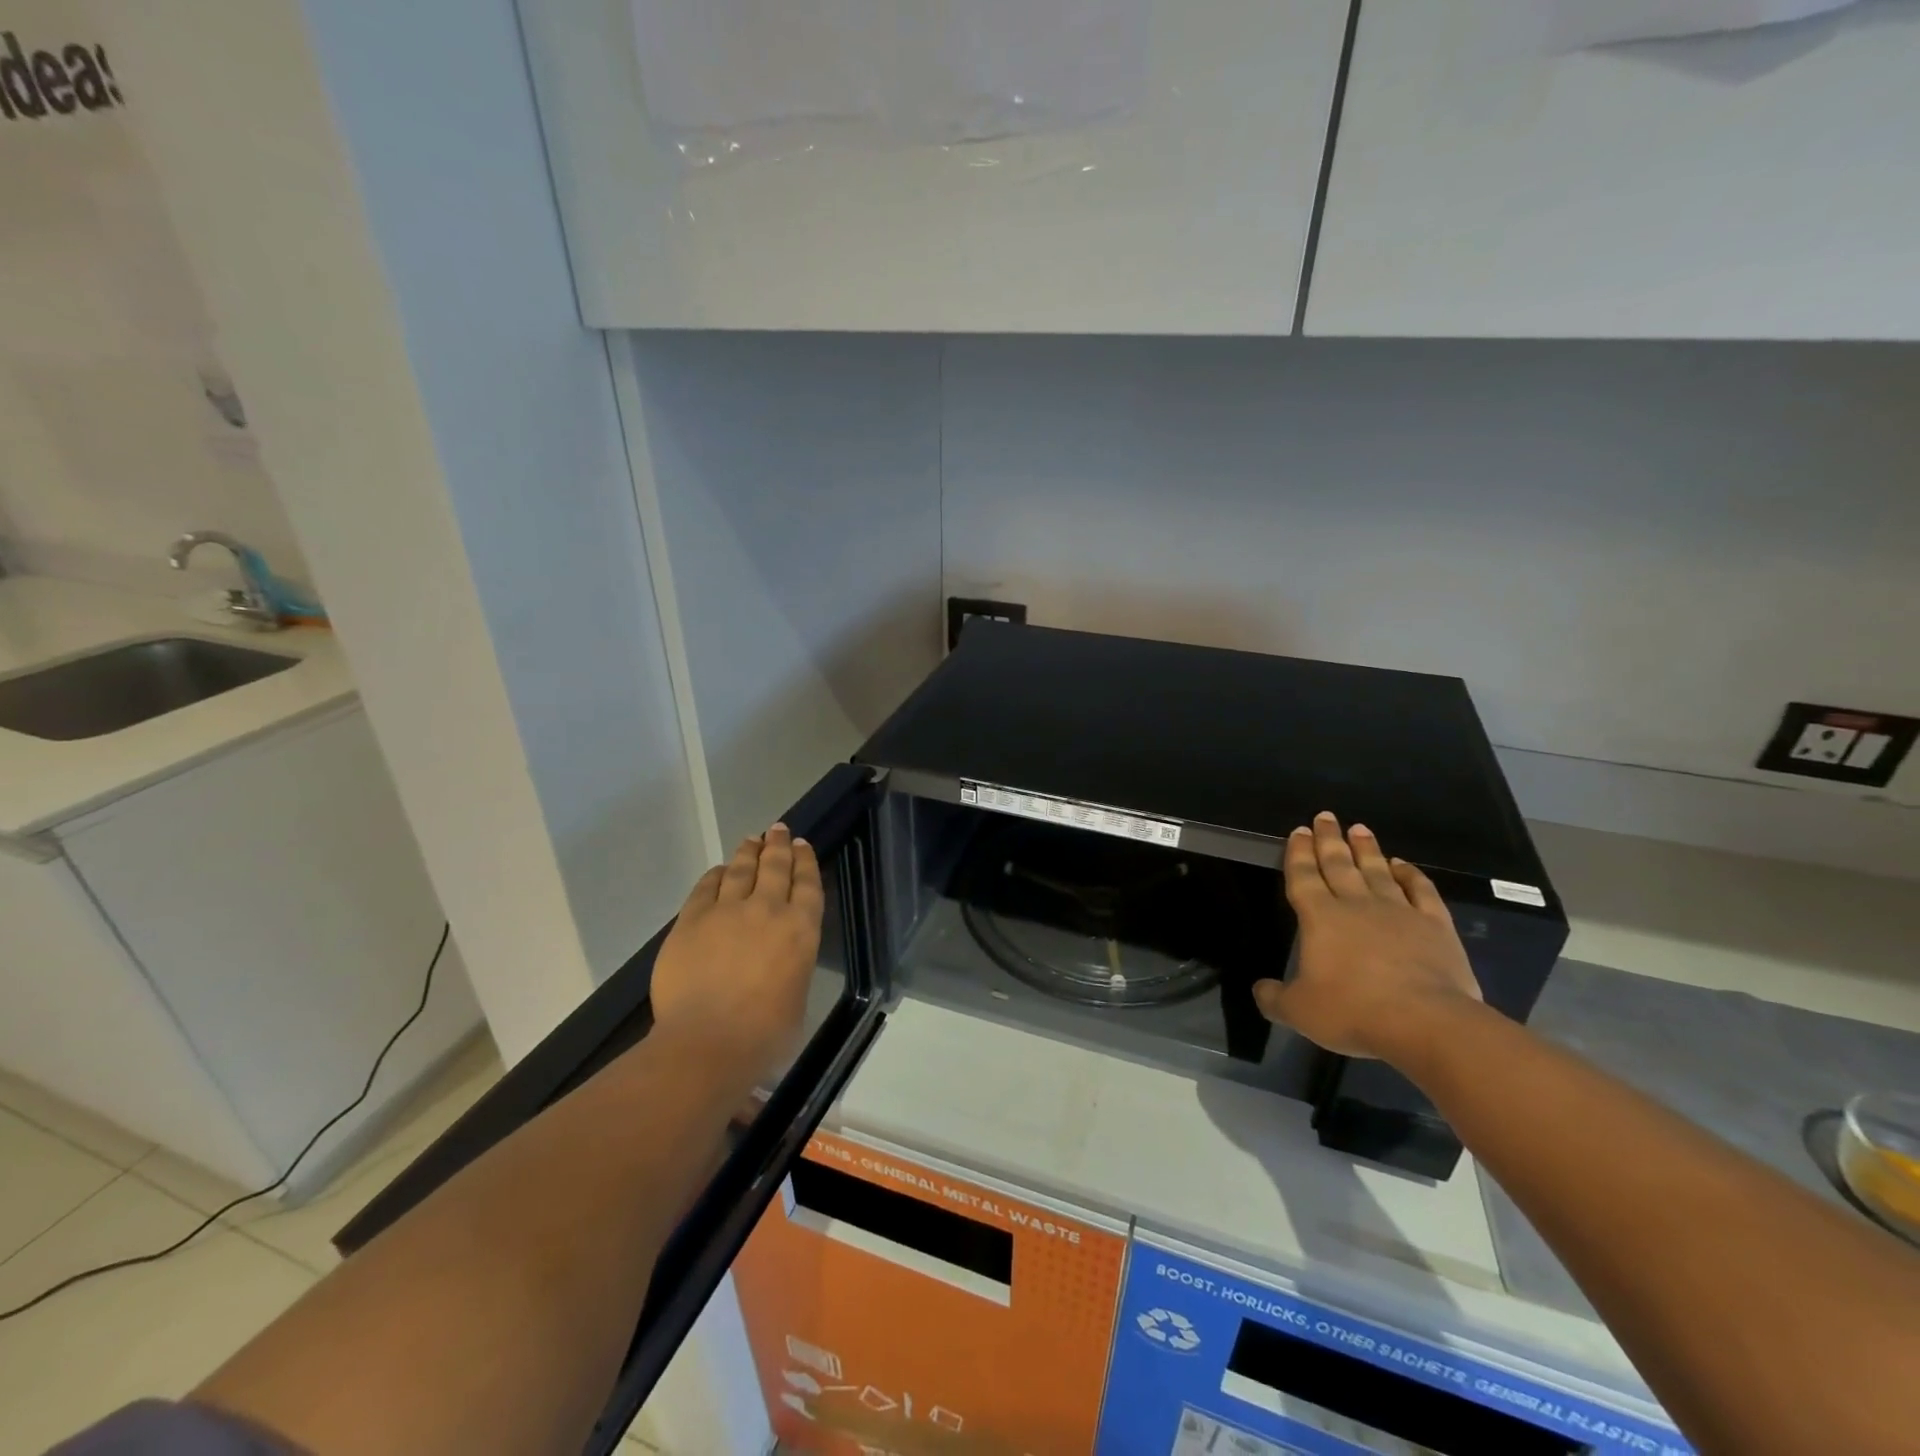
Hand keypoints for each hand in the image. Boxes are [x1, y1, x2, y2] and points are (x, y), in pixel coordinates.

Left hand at [649, 824, 824, 1082]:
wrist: (708, 1043)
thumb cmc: (764, 1036)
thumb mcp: (796, 1000)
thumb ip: (791, 970)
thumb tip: (779, 965)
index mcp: (801, 930)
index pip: (807, 884)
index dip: (805, 861)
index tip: (802, 844)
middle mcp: (768, 910)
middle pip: (775, 867)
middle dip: (778, 845)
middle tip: (778, 829)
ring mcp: (727, 911)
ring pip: (741, 870)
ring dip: (748, 852)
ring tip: (752, 839)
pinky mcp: (691, 920)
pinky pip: (706, 887)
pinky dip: (715, 875)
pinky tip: (719, 871)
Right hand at [1254, 812, 1482, 1061]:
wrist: (1426, 1022)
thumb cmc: (1354, 1011)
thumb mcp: (1299, 1012)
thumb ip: (1274, 998)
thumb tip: (1260, 989)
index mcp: (1320, 918)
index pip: (1303, 876)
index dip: (1298, 853)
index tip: (1298, 830)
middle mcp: (1356, 905)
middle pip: (1338, 864)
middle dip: (1329, 840)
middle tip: (1325, 817)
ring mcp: (1398, 912)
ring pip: (1377, 871)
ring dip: (1366, 849)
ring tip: (1359, 828)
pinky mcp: (1435, 926)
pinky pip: (1421, 891)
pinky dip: (1411, 875)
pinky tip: (1403, 865)